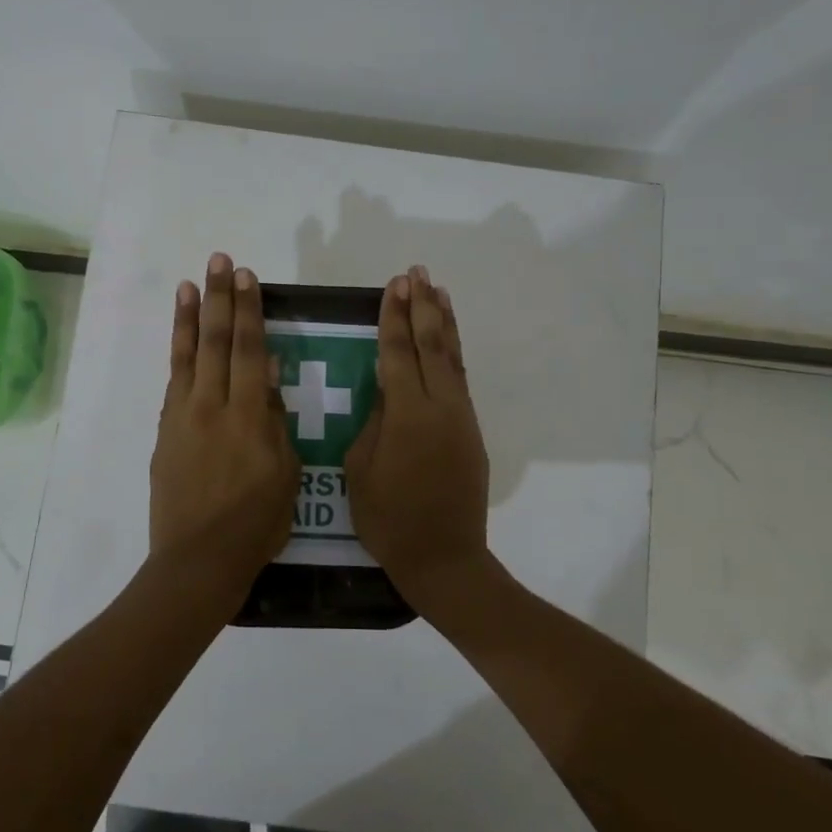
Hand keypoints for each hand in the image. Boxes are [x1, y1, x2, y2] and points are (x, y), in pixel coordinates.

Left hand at [149, 253, 300, 606]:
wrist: (198, 560)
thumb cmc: (255, 524)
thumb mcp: (284, 474)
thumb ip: (274, 421)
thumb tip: (267, 373)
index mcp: (249, 417)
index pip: (249, 350)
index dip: (249, 311)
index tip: (248, 278)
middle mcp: (213, 406)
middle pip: (217, 342)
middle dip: (221, 299)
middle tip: (222, 261)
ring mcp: (183, 417)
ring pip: (188, 355)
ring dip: (191, 316)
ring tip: (192, 283)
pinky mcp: (166, 431)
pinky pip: (173, 381)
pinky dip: (176, 353)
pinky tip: (180, 335)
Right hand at [345, 266, 494, 612]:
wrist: (444, 557)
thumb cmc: (389, 519)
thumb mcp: (360, 470)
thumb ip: (373, 423)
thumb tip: (385, 391)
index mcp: (406, 415)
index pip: (398, 353)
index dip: (394, 318)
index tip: (393, 286)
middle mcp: (440, 407)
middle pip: (431, 345)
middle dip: (422, 307)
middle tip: (416, 274)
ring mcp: (461, 418)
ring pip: (453, 359)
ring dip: (444, 322)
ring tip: (438, 291)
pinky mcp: (471, 432)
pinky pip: (460, 380)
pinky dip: (453, 353)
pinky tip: (447, 341)